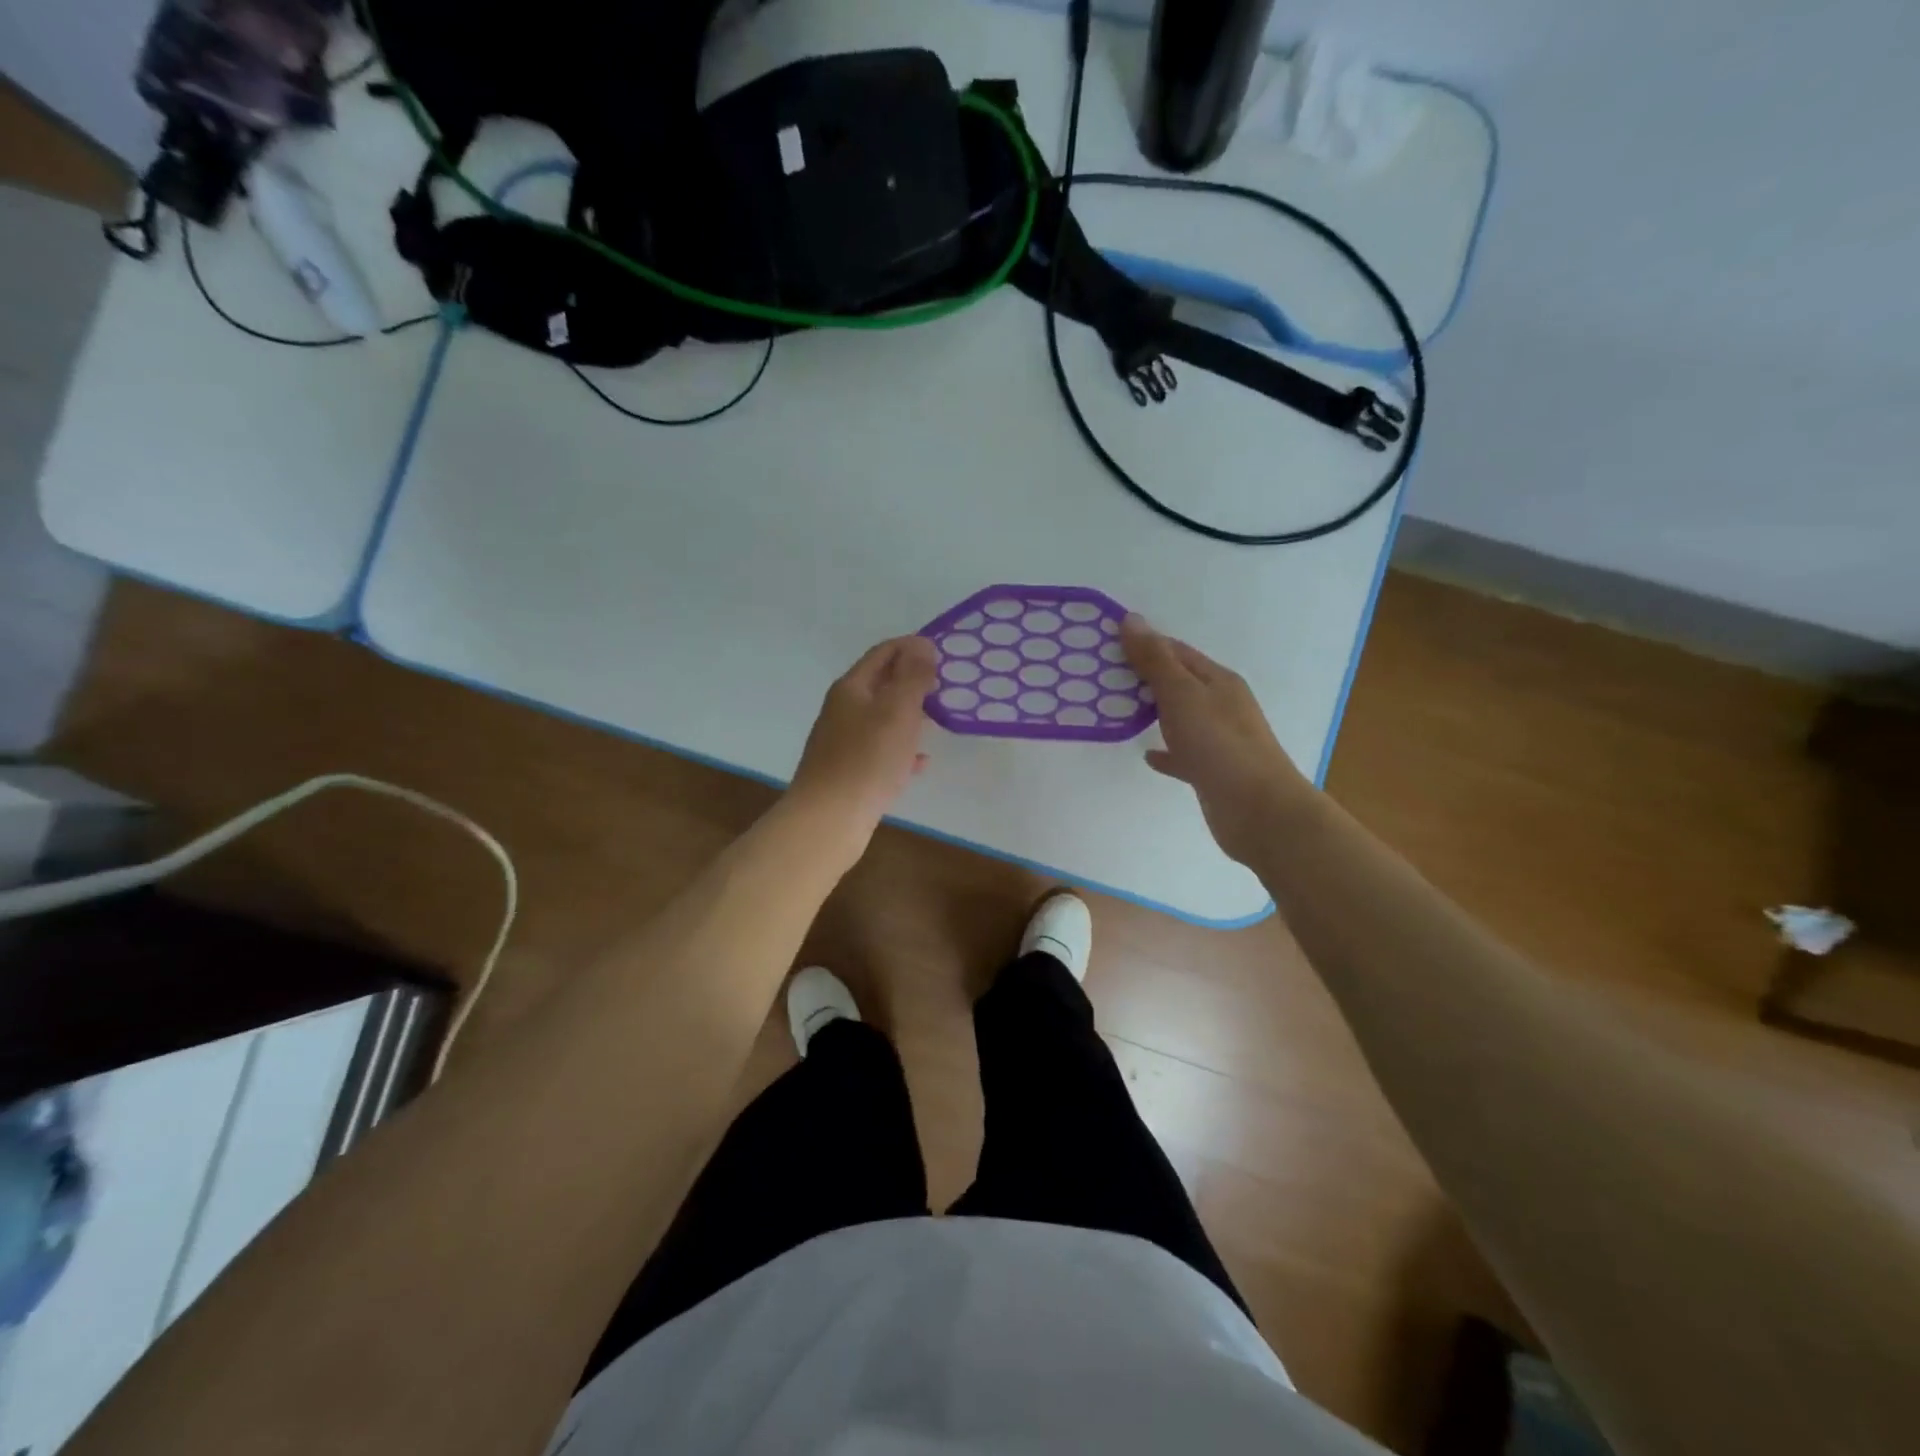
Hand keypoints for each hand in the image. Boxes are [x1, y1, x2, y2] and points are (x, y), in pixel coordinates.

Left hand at [786, 635, 937, 859]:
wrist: (828, 820)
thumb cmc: (867, 759)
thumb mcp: (897, 710)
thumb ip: (912, 676)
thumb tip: (922, 645)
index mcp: (851, 688)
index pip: (883, 652)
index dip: (912, 647)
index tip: (943, 653)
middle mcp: (843, 710)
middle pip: (881, 684)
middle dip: (912, 681)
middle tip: (945, 687)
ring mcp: (843, 742)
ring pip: (882, 718)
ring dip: (910, 714)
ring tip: (938, 720)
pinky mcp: (848, 772)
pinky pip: (880, 751)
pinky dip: (902, 750)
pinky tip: (920, 763)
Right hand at [1122, 614, 1313, 865]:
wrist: (1258, 811)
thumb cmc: (1219, 745)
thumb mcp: (1182, 695)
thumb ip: (1155, 660)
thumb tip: (1131, 619)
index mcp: (1217, 680)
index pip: (1176, 651)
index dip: (1143, 644)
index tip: (1106, 645)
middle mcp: (1221, 704)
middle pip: (1178, 682)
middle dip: (1144, 677)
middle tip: (1101, 678)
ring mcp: (1218, 739)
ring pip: (1179, 717)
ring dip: (1152, 711)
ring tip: (1115, 711)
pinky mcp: (1212, 770)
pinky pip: (1183, 754)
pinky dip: (1165, 751)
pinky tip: (1147, 755)